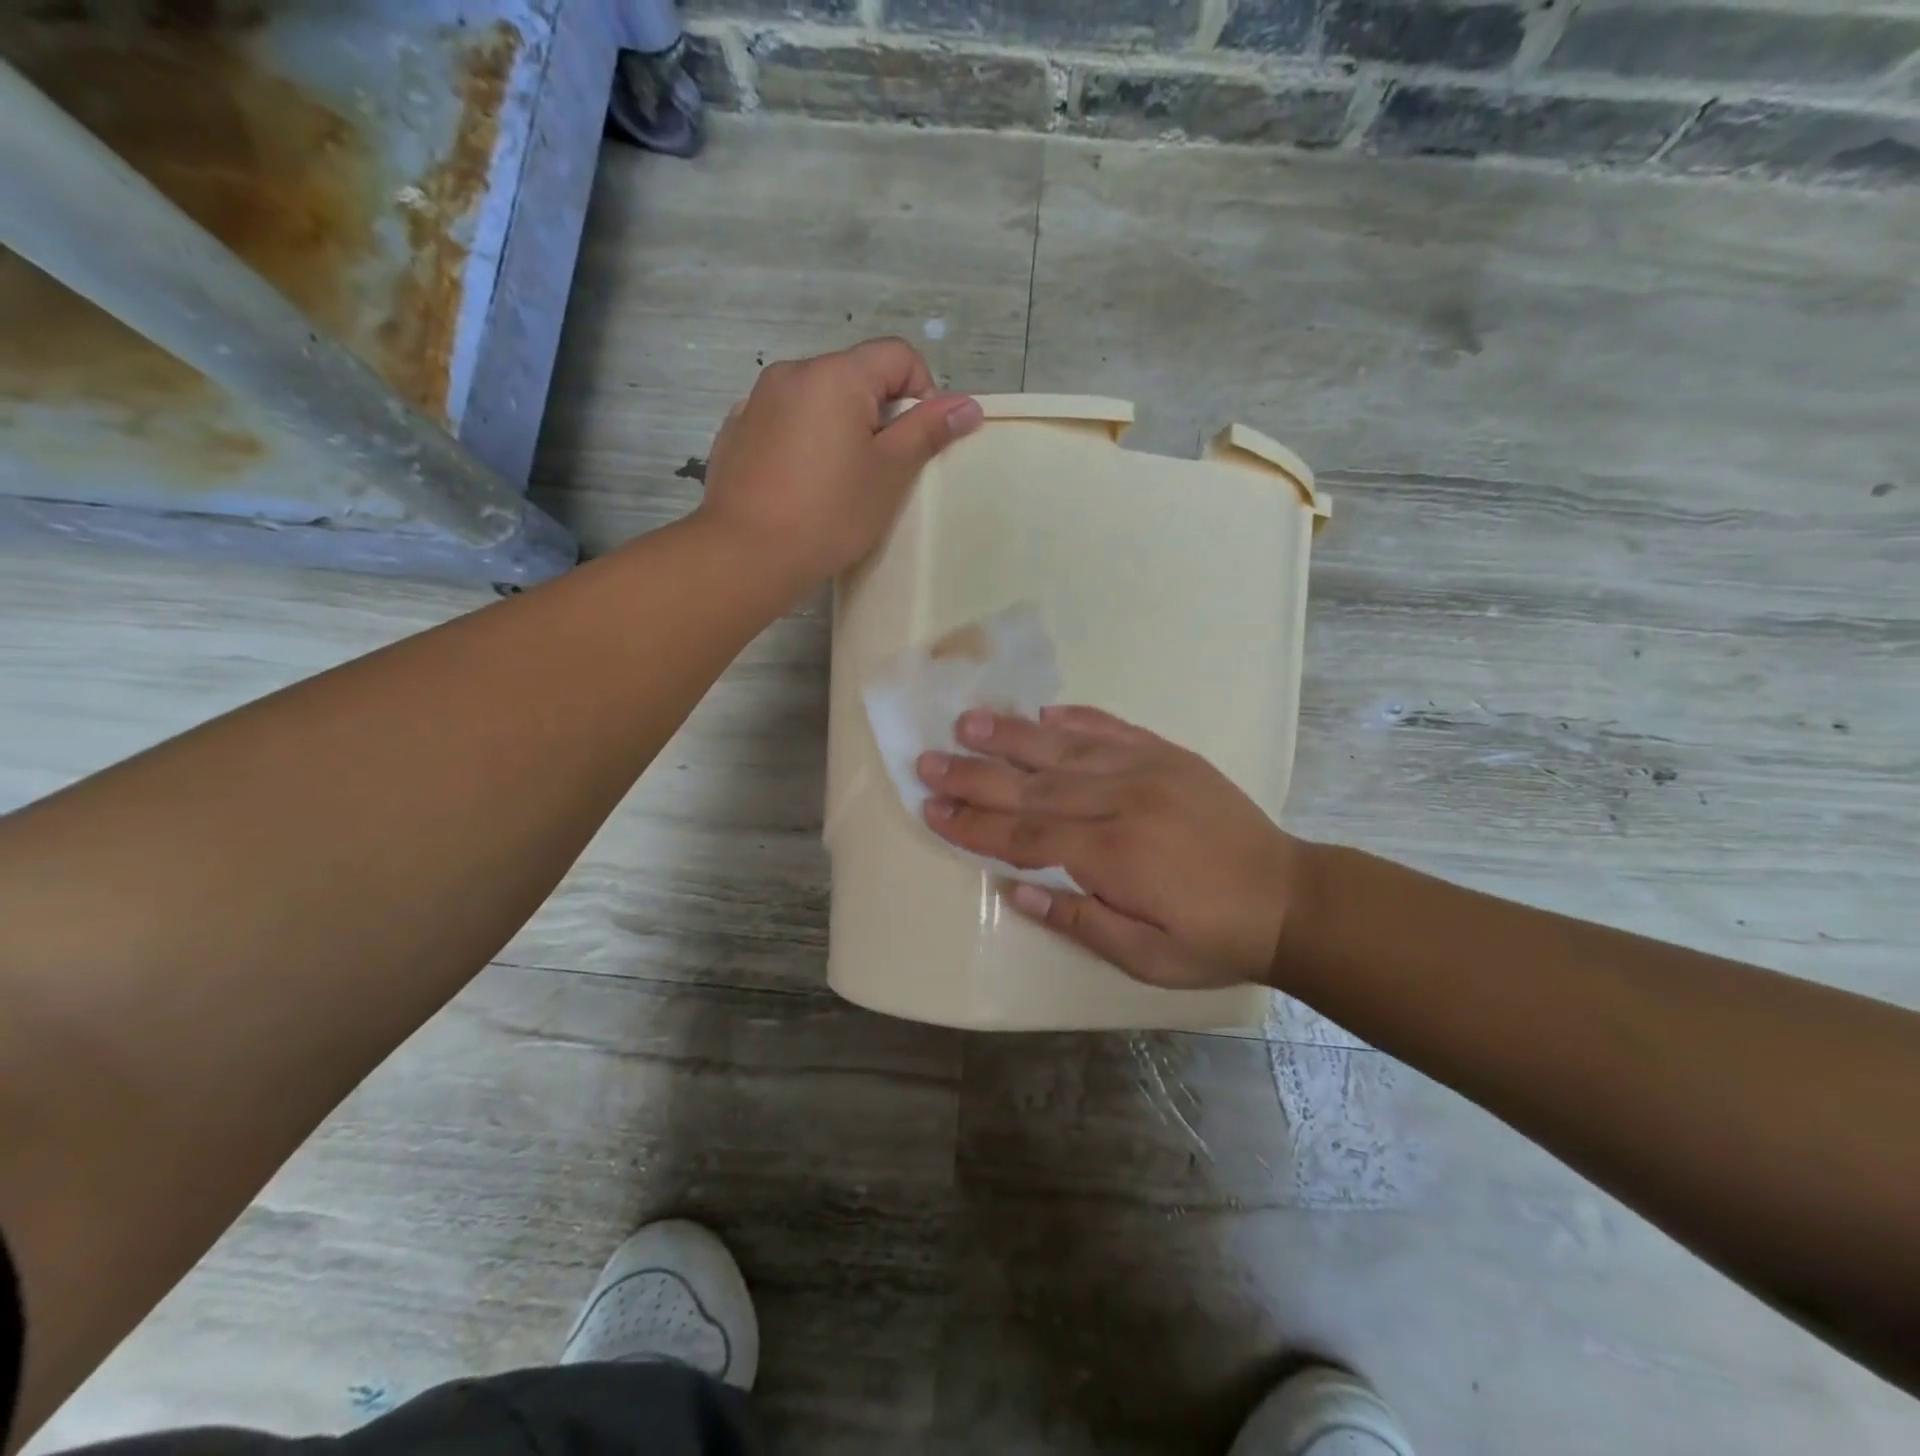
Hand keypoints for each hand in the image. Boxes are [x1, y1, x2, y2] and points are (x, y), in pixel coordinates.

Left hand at [696, 338, 982, 589]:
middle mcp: (792, 372)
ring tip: (838, 482)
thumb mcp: (889, 474)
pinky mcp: (736, 431)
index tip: (916, 443)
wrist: (746, 555)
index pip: (898, 355)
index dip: (922, 393)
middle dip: (879, 414)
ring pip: (818, 400)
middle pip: (856, 375)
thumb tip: (968, 405)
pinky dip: (803, 441)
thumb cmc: (829, 515)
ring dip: (840, 428)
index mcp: (836, 375)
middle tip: (880, 471)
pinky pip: (785, 422)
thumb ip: (928, 431)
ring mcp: (756, 400)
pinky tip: (800, 485)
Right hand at [916, 706, 1305, 989]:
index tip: (932, 809)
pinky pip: (1113, 729)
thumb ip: (1080, 921)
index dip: (974, 825)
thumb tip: (1017, 892)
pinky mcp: (1169, 755)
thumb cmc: (1212, 938)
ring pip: (1065, 748)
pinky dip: (1076, 718)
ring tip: (968, 721)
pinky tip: (1046, 709)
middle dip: (974, 776)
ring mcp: (1147, 770)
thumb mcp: (1146, 957)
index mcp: (1113, 856)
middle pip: (1032, 787)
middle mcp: (1122, 802)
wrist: (1290, 897)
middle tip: (928, 761)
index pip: (1025, 837)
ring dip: (1012, 735)